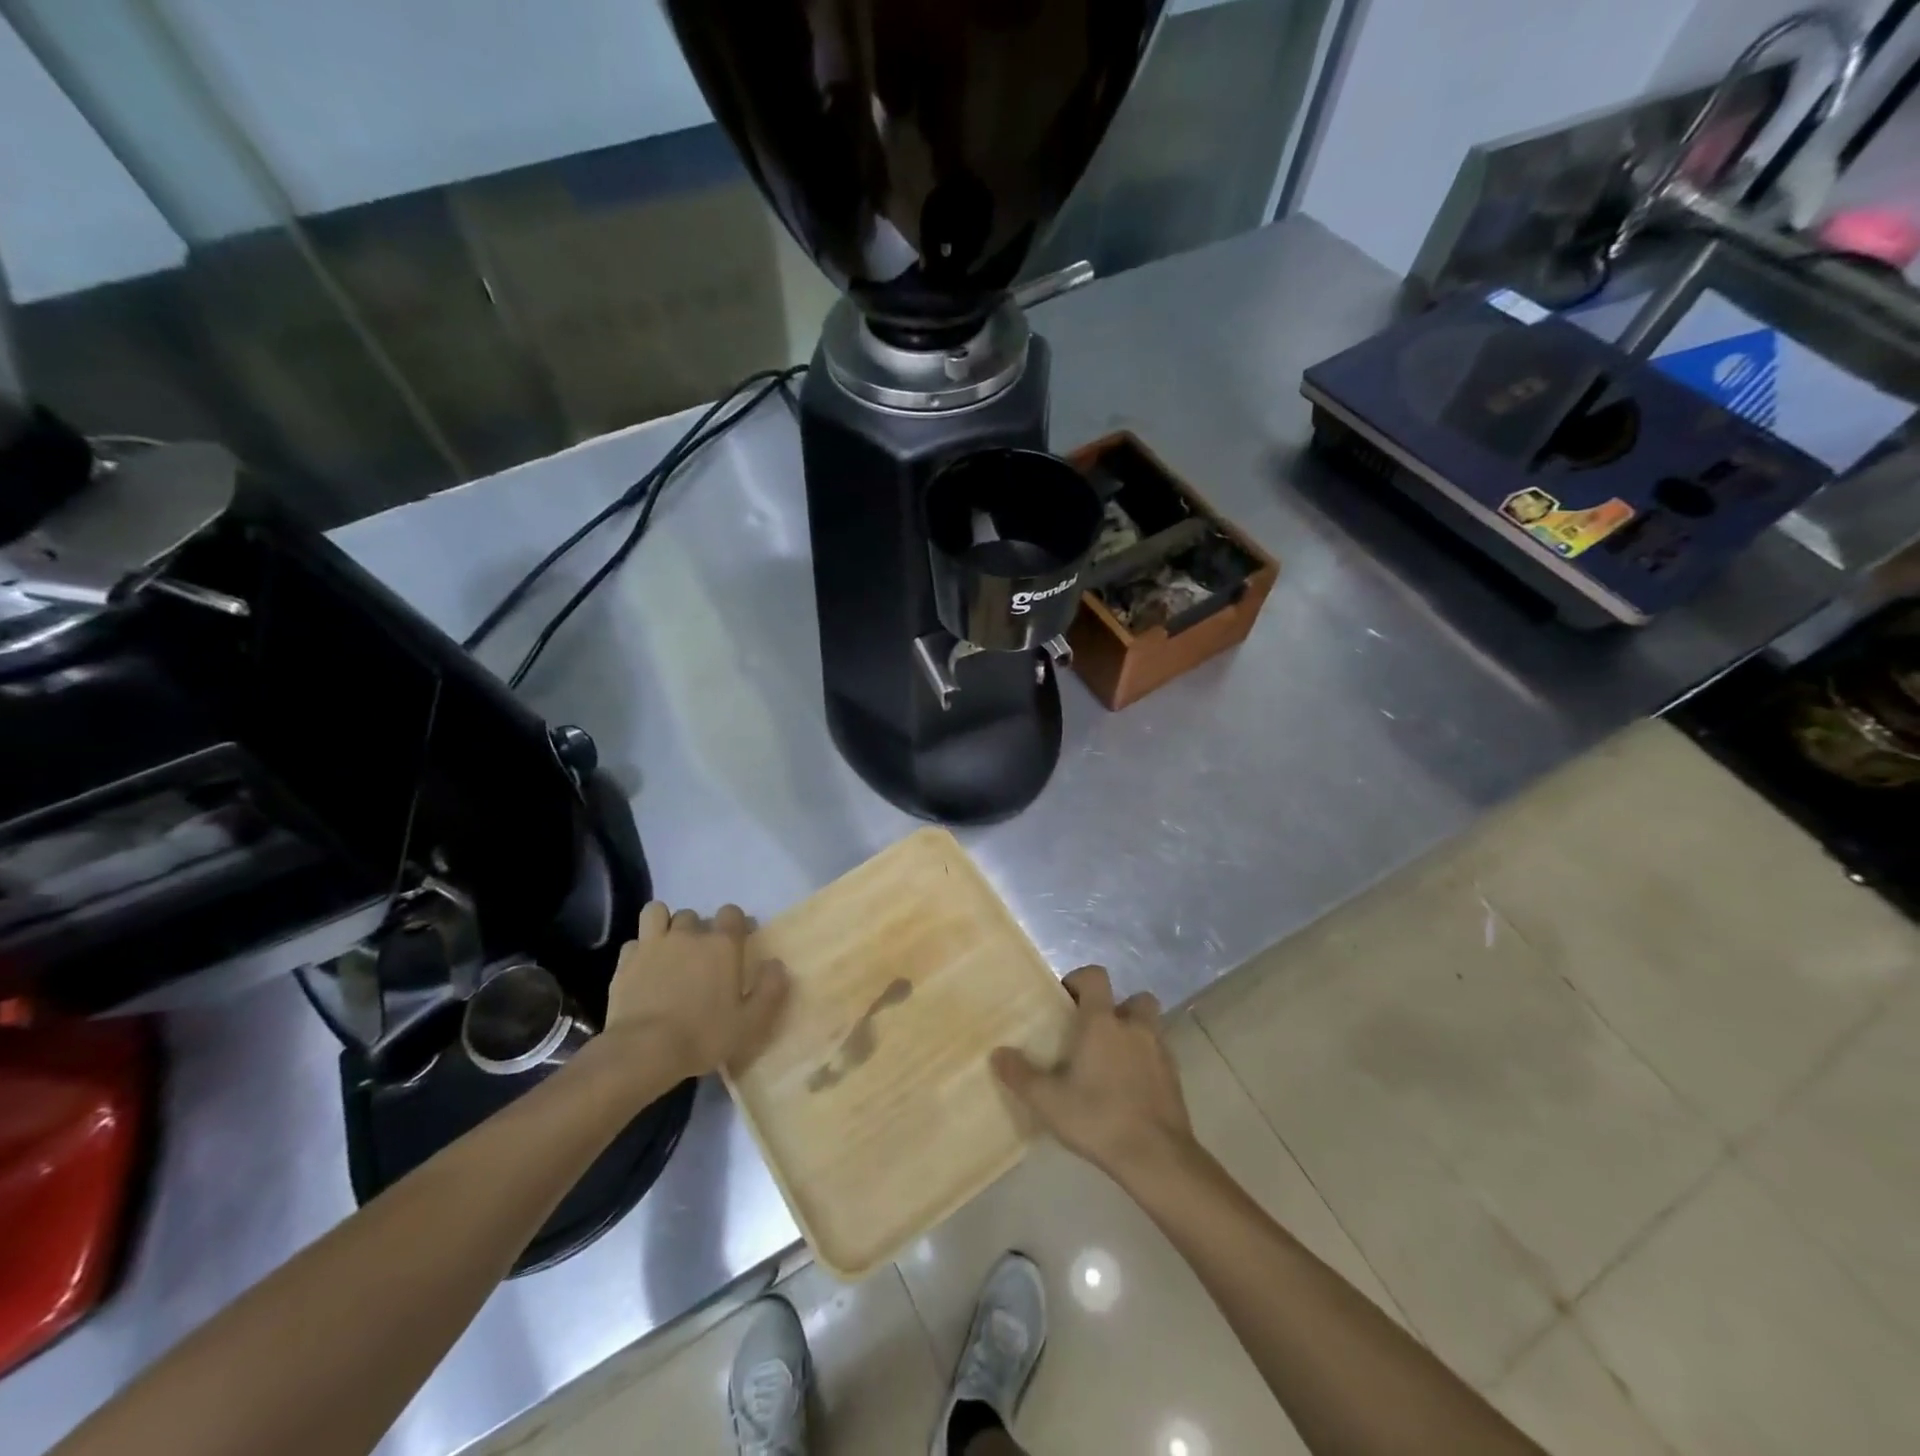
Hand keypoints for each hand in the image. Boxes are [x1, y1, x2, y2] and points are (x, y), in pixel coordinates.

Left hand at [601, 902, 789, 1083]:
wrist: (643, 1050)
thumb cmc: (703, 1035)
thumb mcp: (750, 1022)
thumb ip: (770, 989)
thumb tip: (776, 964)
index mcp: (722, 945)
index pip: (732, 913)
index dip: (736, 923)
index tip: (738, 941)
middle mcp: (689, 935)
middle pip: (694, 915)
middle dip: (698, 929)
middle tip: (700, 955)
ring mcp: (653, 945)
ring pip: (658, 913)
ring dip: (665, 925)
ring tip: (668, 947)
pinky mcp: (625, 961)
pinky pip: (634, 942)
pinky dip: (640, 950)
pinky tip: (643, 968)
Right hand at [991, 965, 1195, 1189]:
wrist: (1157, 1157)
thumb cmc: (1099, 1118)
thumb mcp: (1049, 1102)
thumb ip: (1021, 1075)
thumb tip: (997, 1054)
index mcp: (1103, 1023)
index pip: (1095, 976)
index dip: (1080, 980)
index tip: (1065, 1001)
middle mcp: (1134, 1027)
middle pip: (1133, 998)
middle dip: (1116, 1007)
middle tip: (1095, 1032)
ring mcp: (1160, 1051)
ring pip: (1150, 1025)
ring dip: (1134, 1033)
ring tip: (1112, 1060)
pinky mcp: (1175, 1077)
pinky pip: (1159, 1055)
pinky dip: (1146, 1061)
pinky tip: (1130, 1087)